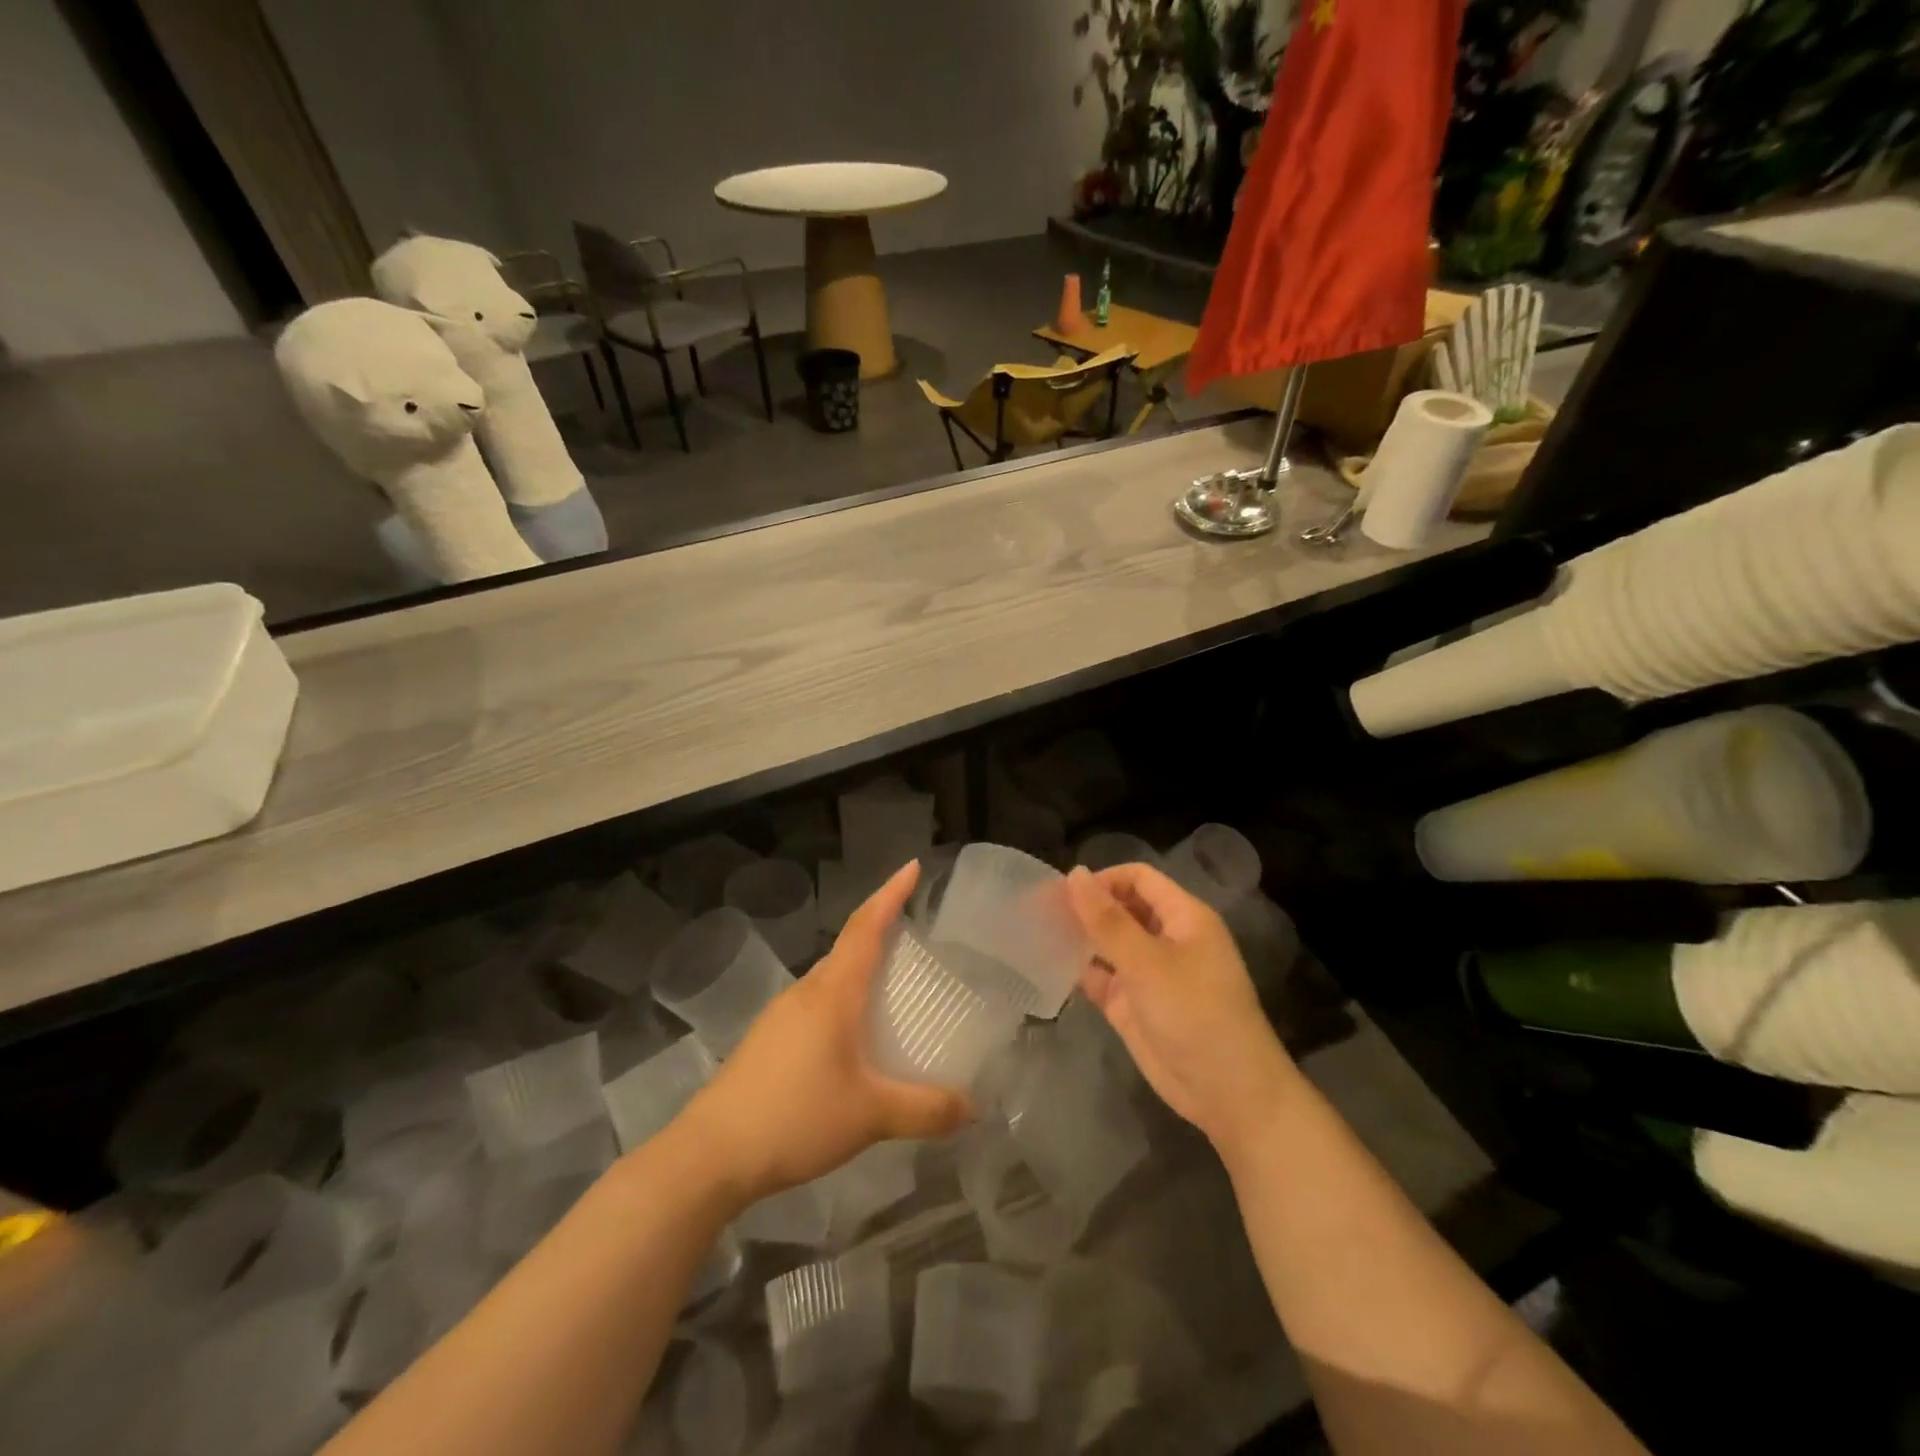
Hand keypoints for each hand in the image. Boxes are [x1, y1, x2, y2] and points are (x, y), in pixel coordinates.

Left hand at [678, 861, 970, 1205]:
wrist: (712, 1153)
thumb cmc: (796, 1117)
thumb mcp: (871, 1116)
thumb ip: (926, 1110)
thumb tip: (973, 1109)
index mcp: (833, 993)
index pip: (866, 926)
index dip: (890, 894)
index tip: (912, 867)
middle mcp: (806, 992)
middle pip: (848, 946)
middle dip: (880, 930)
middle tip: (916, 935)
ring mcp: (781, 1014)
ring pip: (830, 977)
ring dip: (860, 969)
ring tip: (891, 987)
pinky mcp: (768, 1039)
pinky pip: (815, 1003)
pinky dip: (842, 1001)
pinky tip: (852, 1039)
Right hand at [1065, 863, 1296, 1161]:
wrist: (1227, 1093)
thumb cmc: (1195, 1014)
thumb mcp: (1148, 962)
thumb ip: (1107, 920)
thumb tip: (1075, 874)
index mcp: (1183, 917)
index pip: (1139, 879)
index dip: (1104, 880)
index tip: (1064, 893)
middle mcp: (1166, 939)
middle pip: (1122, 909)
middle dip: (1086, 908)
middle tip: (1040, 911)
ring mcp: (1148, 973)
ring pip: (1109, 944)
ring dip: (1080, 938)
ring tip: (1037, 934)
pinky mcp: (1133, 1005)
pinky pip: (1103, 978)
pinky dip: (1080, 972)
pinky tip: (1049, 968)